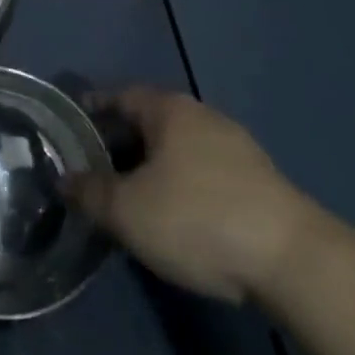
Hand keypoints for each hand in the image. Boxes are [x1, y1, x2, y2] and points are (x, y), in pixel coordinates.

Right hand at [64, 86, 319, 304]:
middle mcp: (201, 115)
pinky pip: (206, 170)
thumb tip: (63, 179)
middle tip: (98, 166)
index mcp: (168, 108)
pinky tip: (179, 213)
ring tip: (135, 193)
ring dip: (155, 164)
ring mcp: (236, 145)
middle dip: (123, 141)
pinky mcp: (259, 180)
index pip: (120, 95)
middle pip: (150, 120)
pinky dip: (184, 183)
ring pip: (180, 147)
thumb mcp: (129, 211)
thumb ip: (90, 193)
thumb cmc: (197, 219)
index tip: (74, 123)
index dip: (94, 108)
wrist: (291, 259)